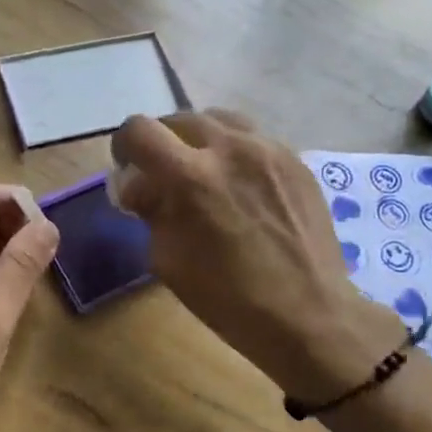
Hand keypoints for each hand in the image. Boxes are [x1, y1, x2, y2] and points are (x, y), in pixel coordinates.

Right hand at [112, 111, 404, 403]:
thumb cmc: (229, 299)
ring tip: (203, 171)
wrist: (308, 313)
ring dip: (200, 139)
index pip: (139, 131)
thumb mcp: (168, 261)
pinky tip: (240, 185)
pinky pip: (253, 138)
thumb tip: (139, 185)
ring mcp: (268, 149)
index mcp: (190, 177)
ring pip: (219, 119)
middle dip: (162, 143)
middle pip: (179, 119)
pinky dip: (234, 152)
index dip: (123, 146)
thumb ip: (150, 210)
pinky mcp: (295, 159)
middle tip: (164, 176)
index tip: (128, 168)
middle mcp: (229, 148)